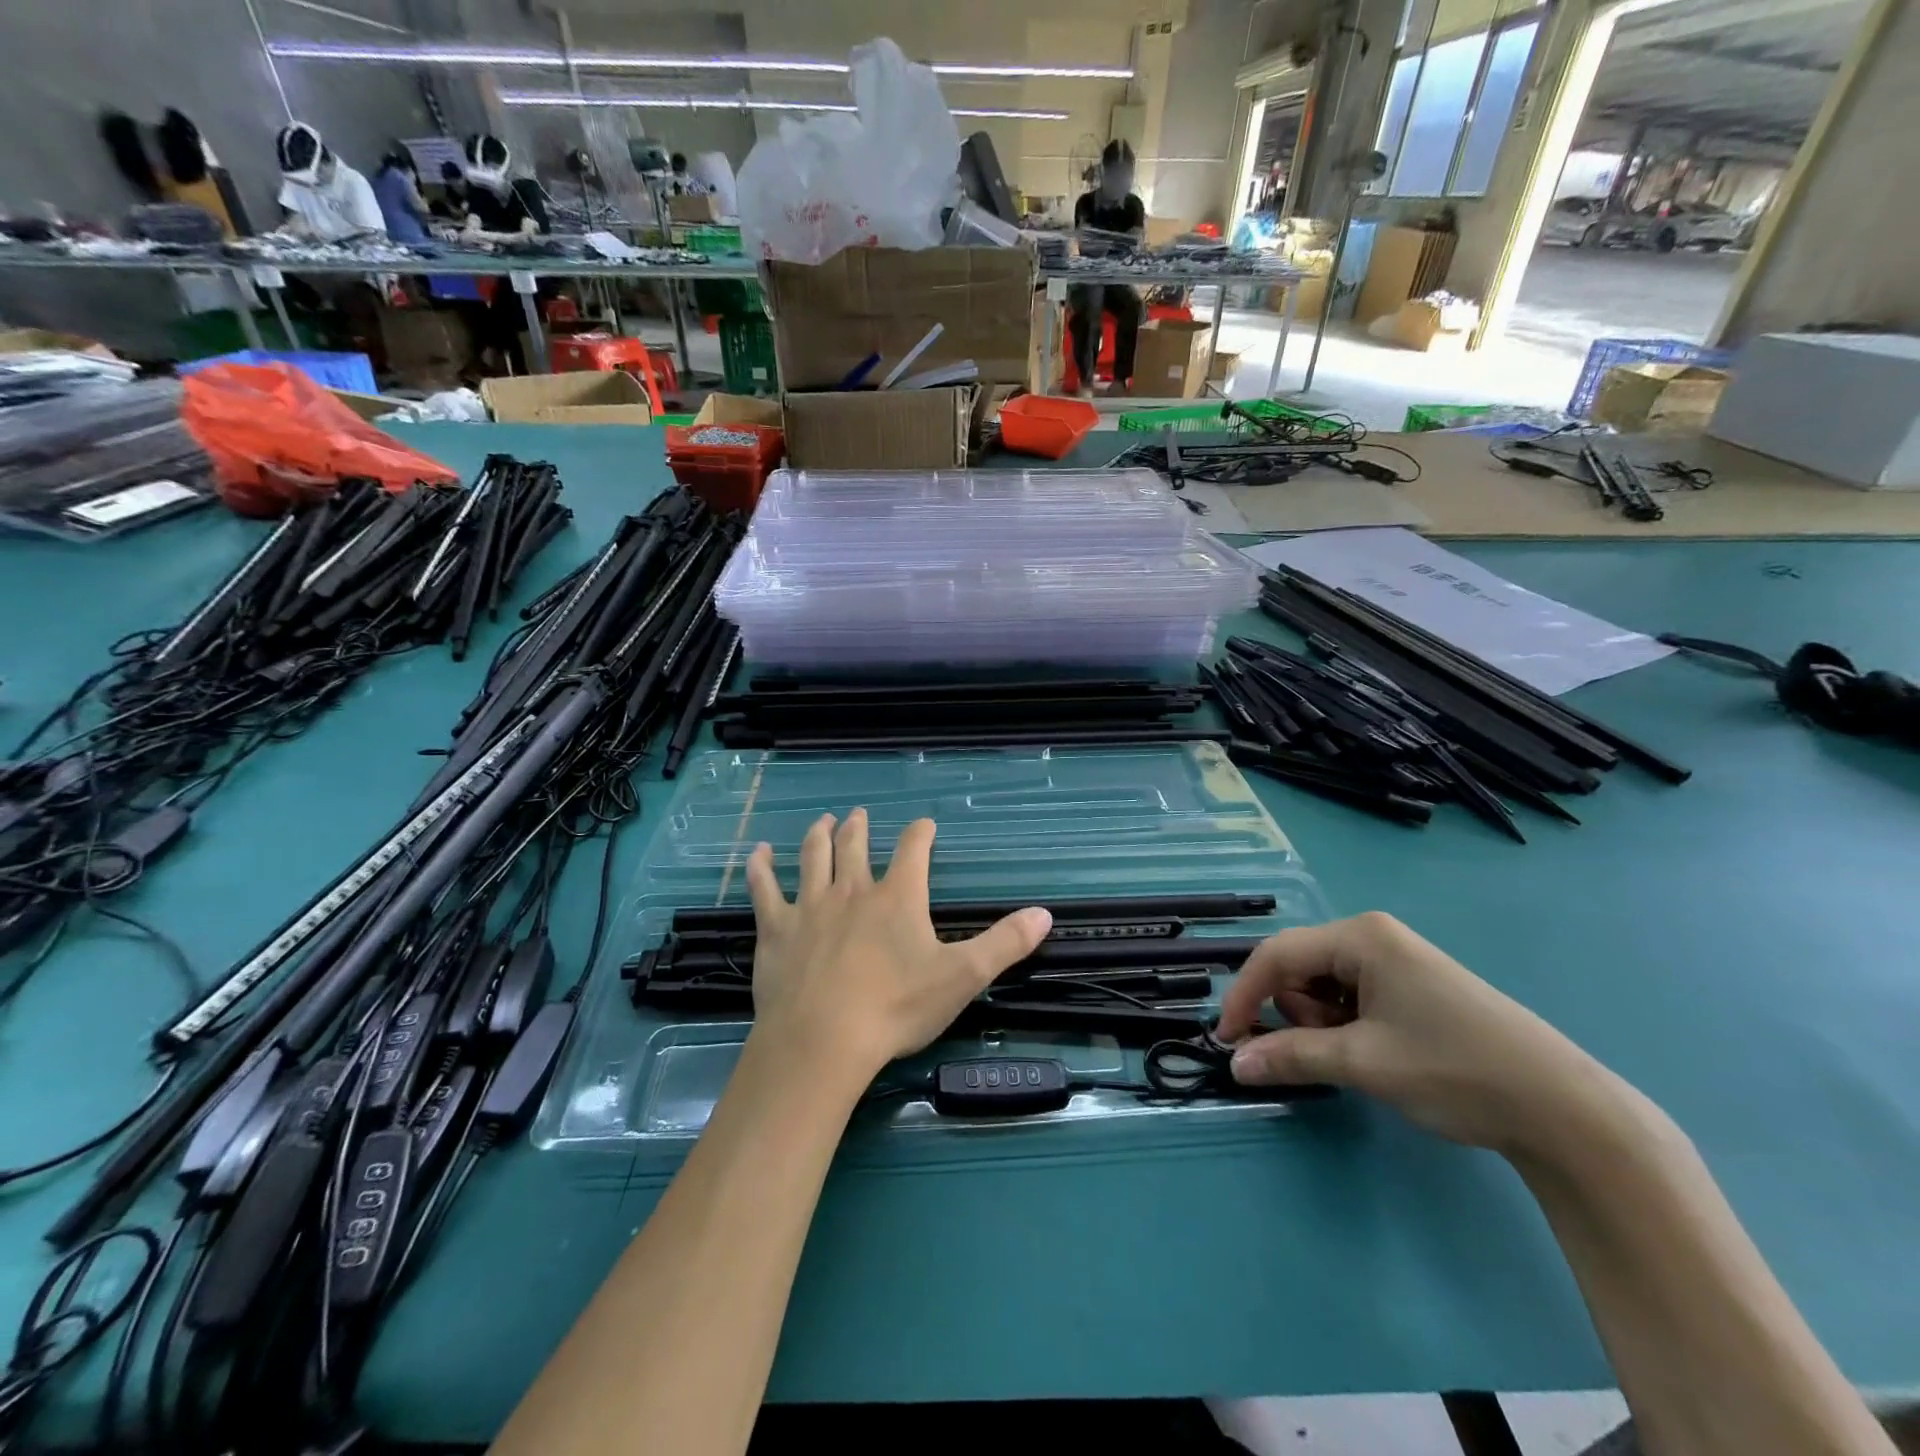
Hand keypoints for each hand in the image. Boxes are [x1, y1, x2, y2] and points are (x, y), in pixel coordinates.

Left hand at [745, 810, 1051, 1080]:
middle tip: (859, 814)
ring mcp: (810, 906)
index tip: (925, 824)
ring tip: (824, 821)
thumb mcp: (962, 977)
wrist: (822, 1041)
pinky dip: (761, 867)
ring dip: (820, 835)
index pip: (913, 849)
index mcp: (897, 897)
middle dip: (860, 827)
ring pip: (814, 857)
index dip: (920, 833)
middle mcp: (852, 890)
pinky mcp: (776, 928)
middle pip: (856, 846)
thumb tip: (1045, 914)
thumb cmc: (896, 1008)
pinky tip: (758, 852)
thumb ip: (1005, 944)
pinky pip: (765, 888)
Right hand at [1216, 912, 1626, 1157]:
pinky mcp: (1413, 985)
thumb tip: (1234, 1064)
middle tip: (1323, 1055)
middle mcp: (1374, 936)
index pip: (1276, 955)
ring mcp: (1397, 959)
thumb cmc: (1455, 1070)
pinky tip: (1376, 1053)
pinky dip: (1346, 1025)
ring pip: (1324, 984)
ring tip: (1358, 1058)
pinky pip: (1352, 995)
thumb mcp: (1363, 1063)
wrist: (1565, 1110)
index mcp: (1360, 936)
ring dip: (1321, 1022)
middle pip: (1299, 967)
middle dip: (1295, 1012)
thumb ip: (1291, 1056)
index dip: (1245, 995)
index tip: (1227, 1039)